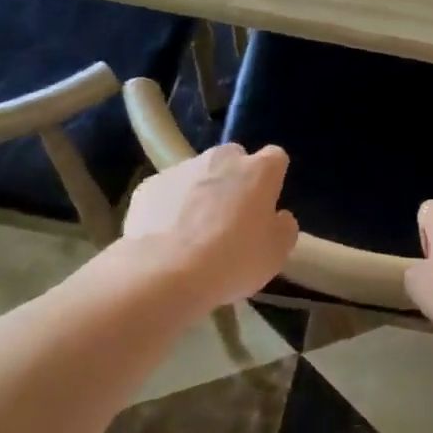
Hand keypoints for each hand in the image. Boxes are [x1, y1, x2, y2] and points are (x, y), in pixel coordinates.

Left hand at [122, 144, 298, 309]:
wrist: (164, 273)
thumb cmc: (232, 261)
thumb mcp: (276, 253)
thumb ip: (283, 227)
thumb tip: (277, 217)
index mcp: (258, 170)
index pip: (275, 159)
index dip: (272, 180)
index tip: (266, 205)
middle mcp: (221, 158)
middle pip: (234, 160)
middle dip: (234, 181)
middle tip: (231, 219)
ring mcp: (182, 168)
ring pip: (198, 174)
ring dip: (200, 194)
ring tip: (193, 235)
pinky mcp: (149, 185)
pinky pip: (167, 192)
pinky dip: (169, 208)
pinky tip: (166, 239)